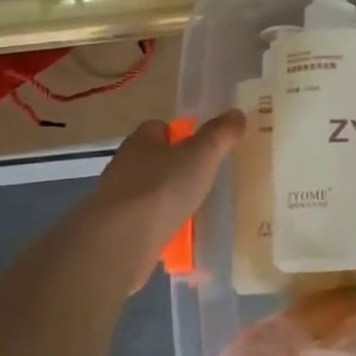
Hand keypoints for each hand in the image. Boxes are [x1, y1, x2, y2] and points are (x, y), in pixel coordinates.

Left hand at [84, 111, 244, 280]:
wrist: (120, 242)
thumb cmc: (161, 188)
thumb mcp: (201, 155)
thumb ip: (220, 134)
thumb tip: (236, 113)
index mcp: (141, 142)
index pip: (159, 128)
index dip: (181, 134)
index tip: (203, 147)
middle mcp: (125, 166)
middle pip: (155, 160)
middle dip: (178, 168)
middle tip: (207, 178)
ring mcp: (119, 200)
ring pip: (151, 193)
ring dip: (170, 199)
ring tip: (199, 209)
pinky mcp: (119, 230)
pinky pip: (148, 223)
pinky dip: (163, 227)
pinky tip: (183, 237)